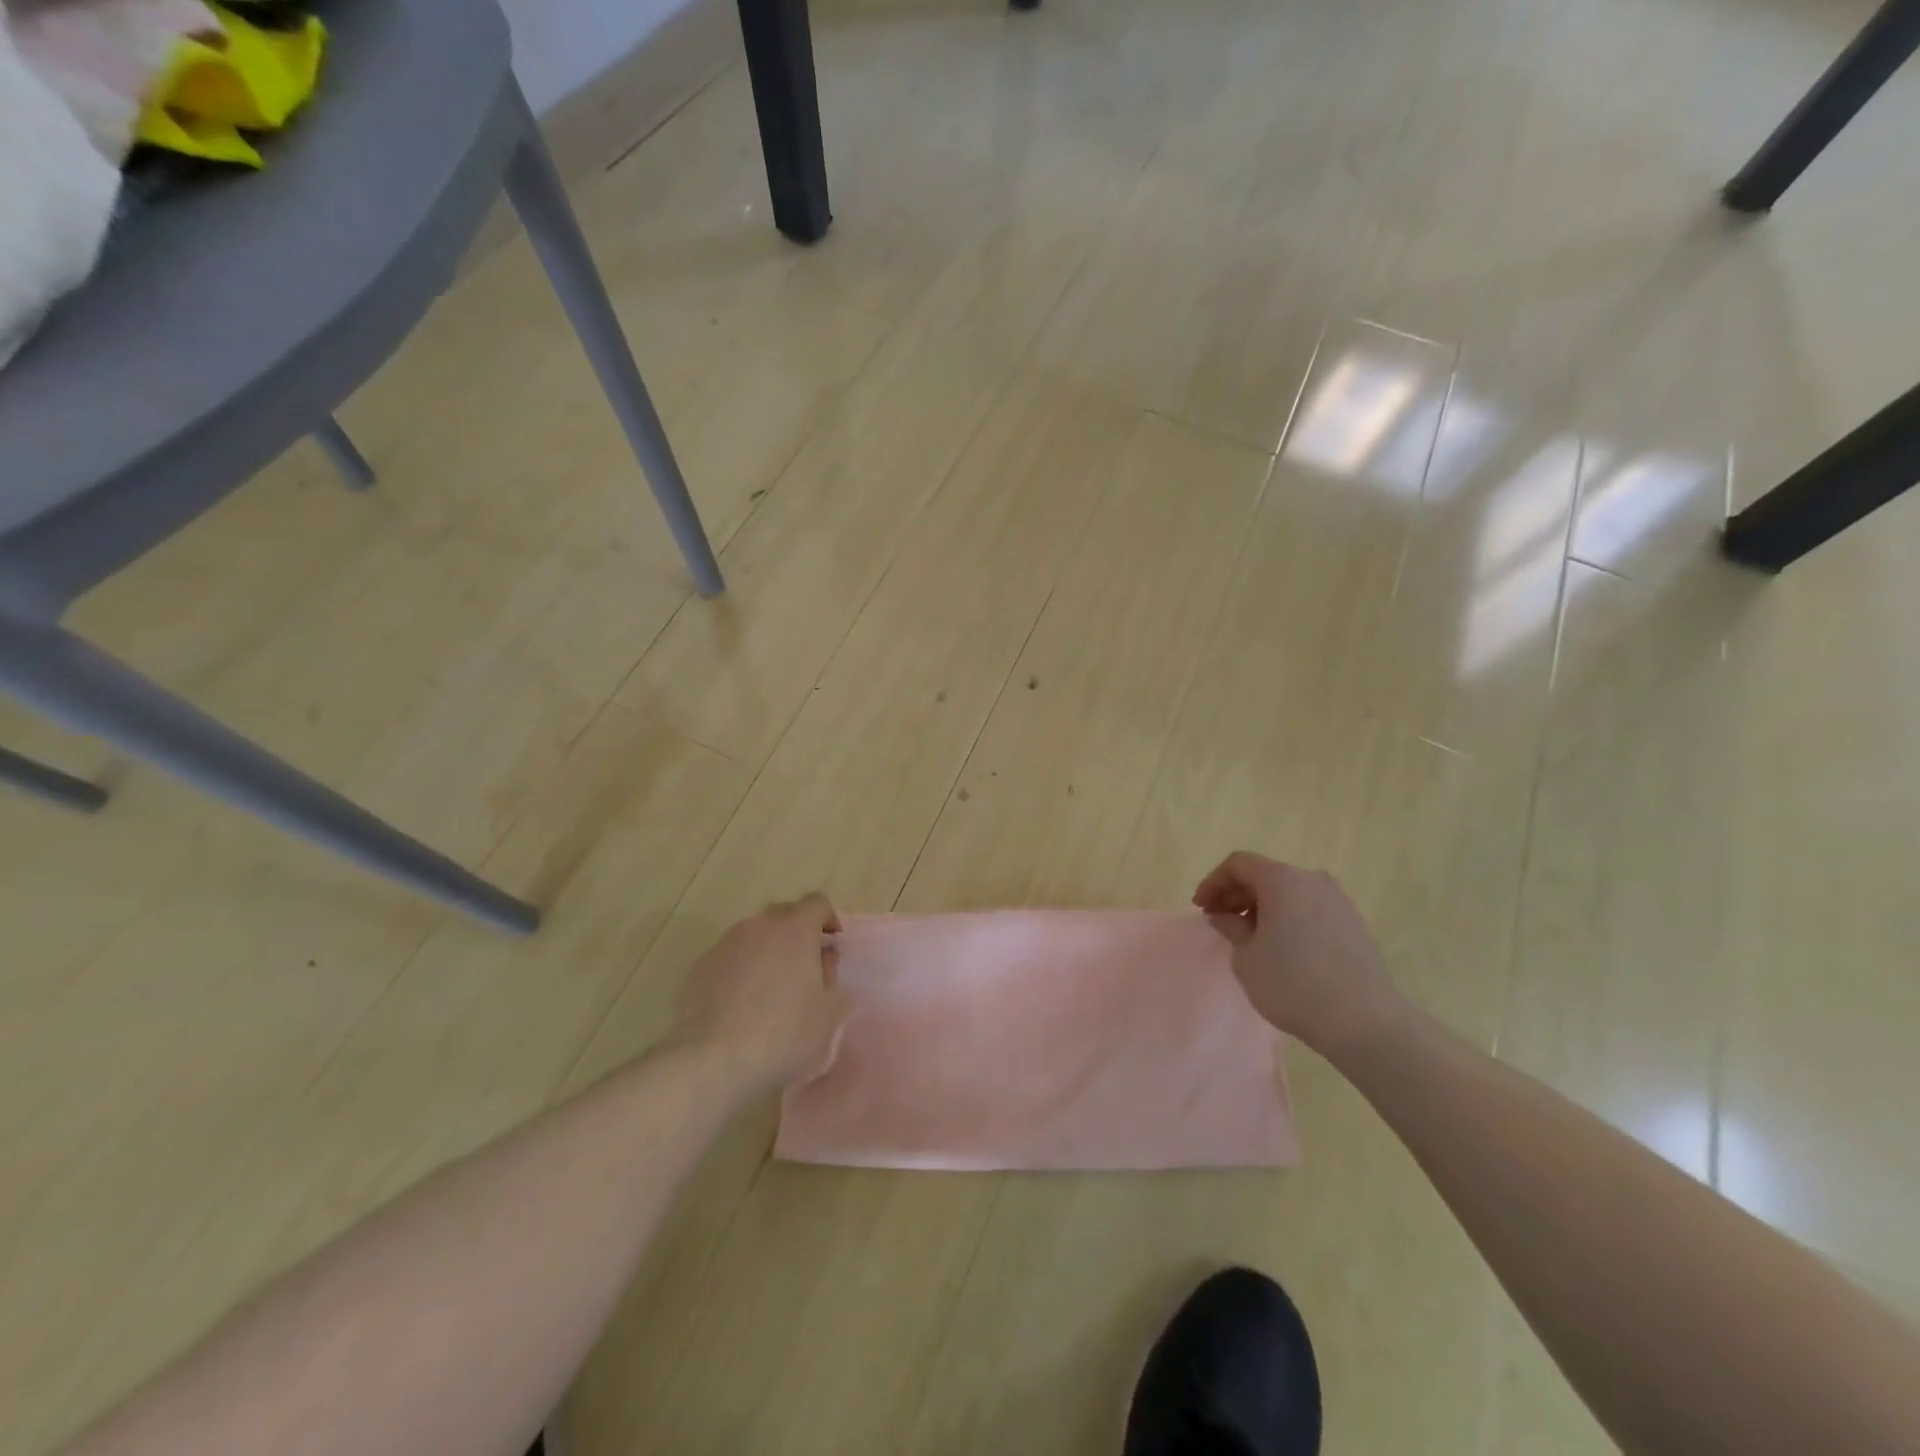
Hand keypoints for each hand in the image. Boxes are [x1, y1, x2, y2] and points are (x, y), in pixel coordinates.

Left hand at [669, 894, 850, 1095]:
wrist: (711, 1060)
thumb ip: (833, 979)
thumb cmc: (783, 1034)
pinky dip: (741, 968)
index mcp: (796, 930)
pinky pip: (730, 957)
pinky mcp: (700, 966)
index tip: (832, 945)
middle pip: (784, 914)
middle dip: (798, 932)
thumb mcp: (829, 1013)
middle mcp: (759, 926)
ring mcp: (726, 944)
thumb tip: (822, 962)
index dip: (828, 919)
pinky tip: (741, 1003)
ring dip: (767, 950)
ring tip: (770, 987)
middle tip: (805, 966)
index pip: (817, 903)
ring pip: (754, 934)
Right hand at [1193, 851, 1405, 1056]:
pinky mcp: (1354, 924)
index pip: (1238, 864)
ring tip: (1249, 936)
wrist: (1363, 1021)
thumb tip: (1224, 916)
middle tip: (1219, 921)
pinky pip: (1310, 909)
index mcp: (1282, 879)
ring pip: (1289, 892)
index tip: (1201, 908)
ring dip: (1263, 907)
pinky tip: (1281, 947)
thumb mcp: (1246, 957)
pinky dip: (1288, 917)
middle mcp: (1312, 880)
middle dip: (1237, 894)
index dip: (1213, 882)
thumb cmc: (1292, 983)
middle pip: (1265, 875)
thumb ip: (1230, 927)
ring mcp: (1338, 901)